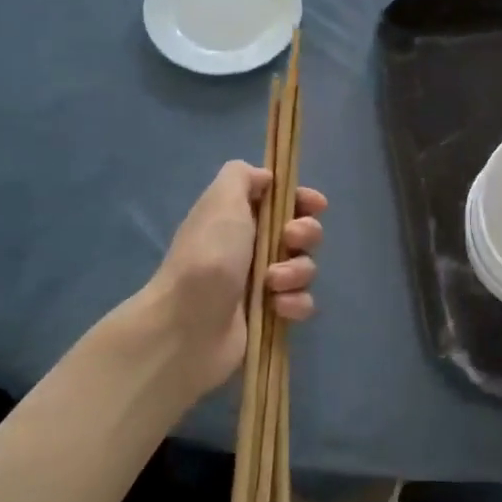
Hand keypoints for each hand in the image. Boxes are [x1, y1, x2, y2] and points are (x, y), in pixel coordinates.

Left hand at [146, 160, 325, 405]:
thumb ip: (242, 176)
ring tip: (272, 283)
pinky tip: (277, 307)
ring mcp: (263, 283)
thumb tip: (265, 178)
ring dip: (297, 272)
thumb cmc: (208, 256)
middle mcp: (252, 247)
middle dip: (306, 234)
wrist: (187, 326)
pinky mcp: (271, 314)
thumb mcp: (221, 200)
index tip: (315, 205)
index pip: (283, 201)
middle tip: (289, 241)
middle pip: (302, 232)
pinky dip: (295, 303)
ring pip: (305, 268)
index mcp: (240, 217)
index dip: (303, 201)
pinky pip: (302, 302)